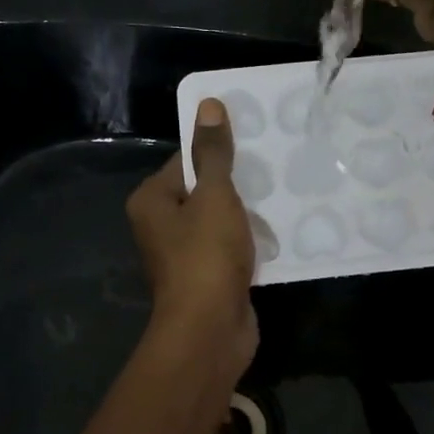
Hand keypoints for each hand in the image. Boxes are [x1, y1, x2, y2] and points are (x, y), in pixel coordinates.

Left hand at [126, 98, 257, 379]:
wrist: (210, 329)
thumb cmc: (206, 255)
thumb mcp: (214, 196)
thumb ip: (214, 152)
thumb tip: (209, 105)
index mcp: (152, 201)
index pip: (186, 161)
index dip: (218, 151)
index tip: (254, 144)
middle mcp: (161, 226)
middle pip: (203, 191)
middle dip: (237, 185)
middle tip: (274, 170)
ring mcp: (185, 255)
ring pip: (220, 222)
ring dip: (247, 215)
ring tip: (281, 198)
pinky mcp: (208, 278)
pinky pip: (231, 249)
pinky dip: (251, 242)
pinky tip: (278, 234)